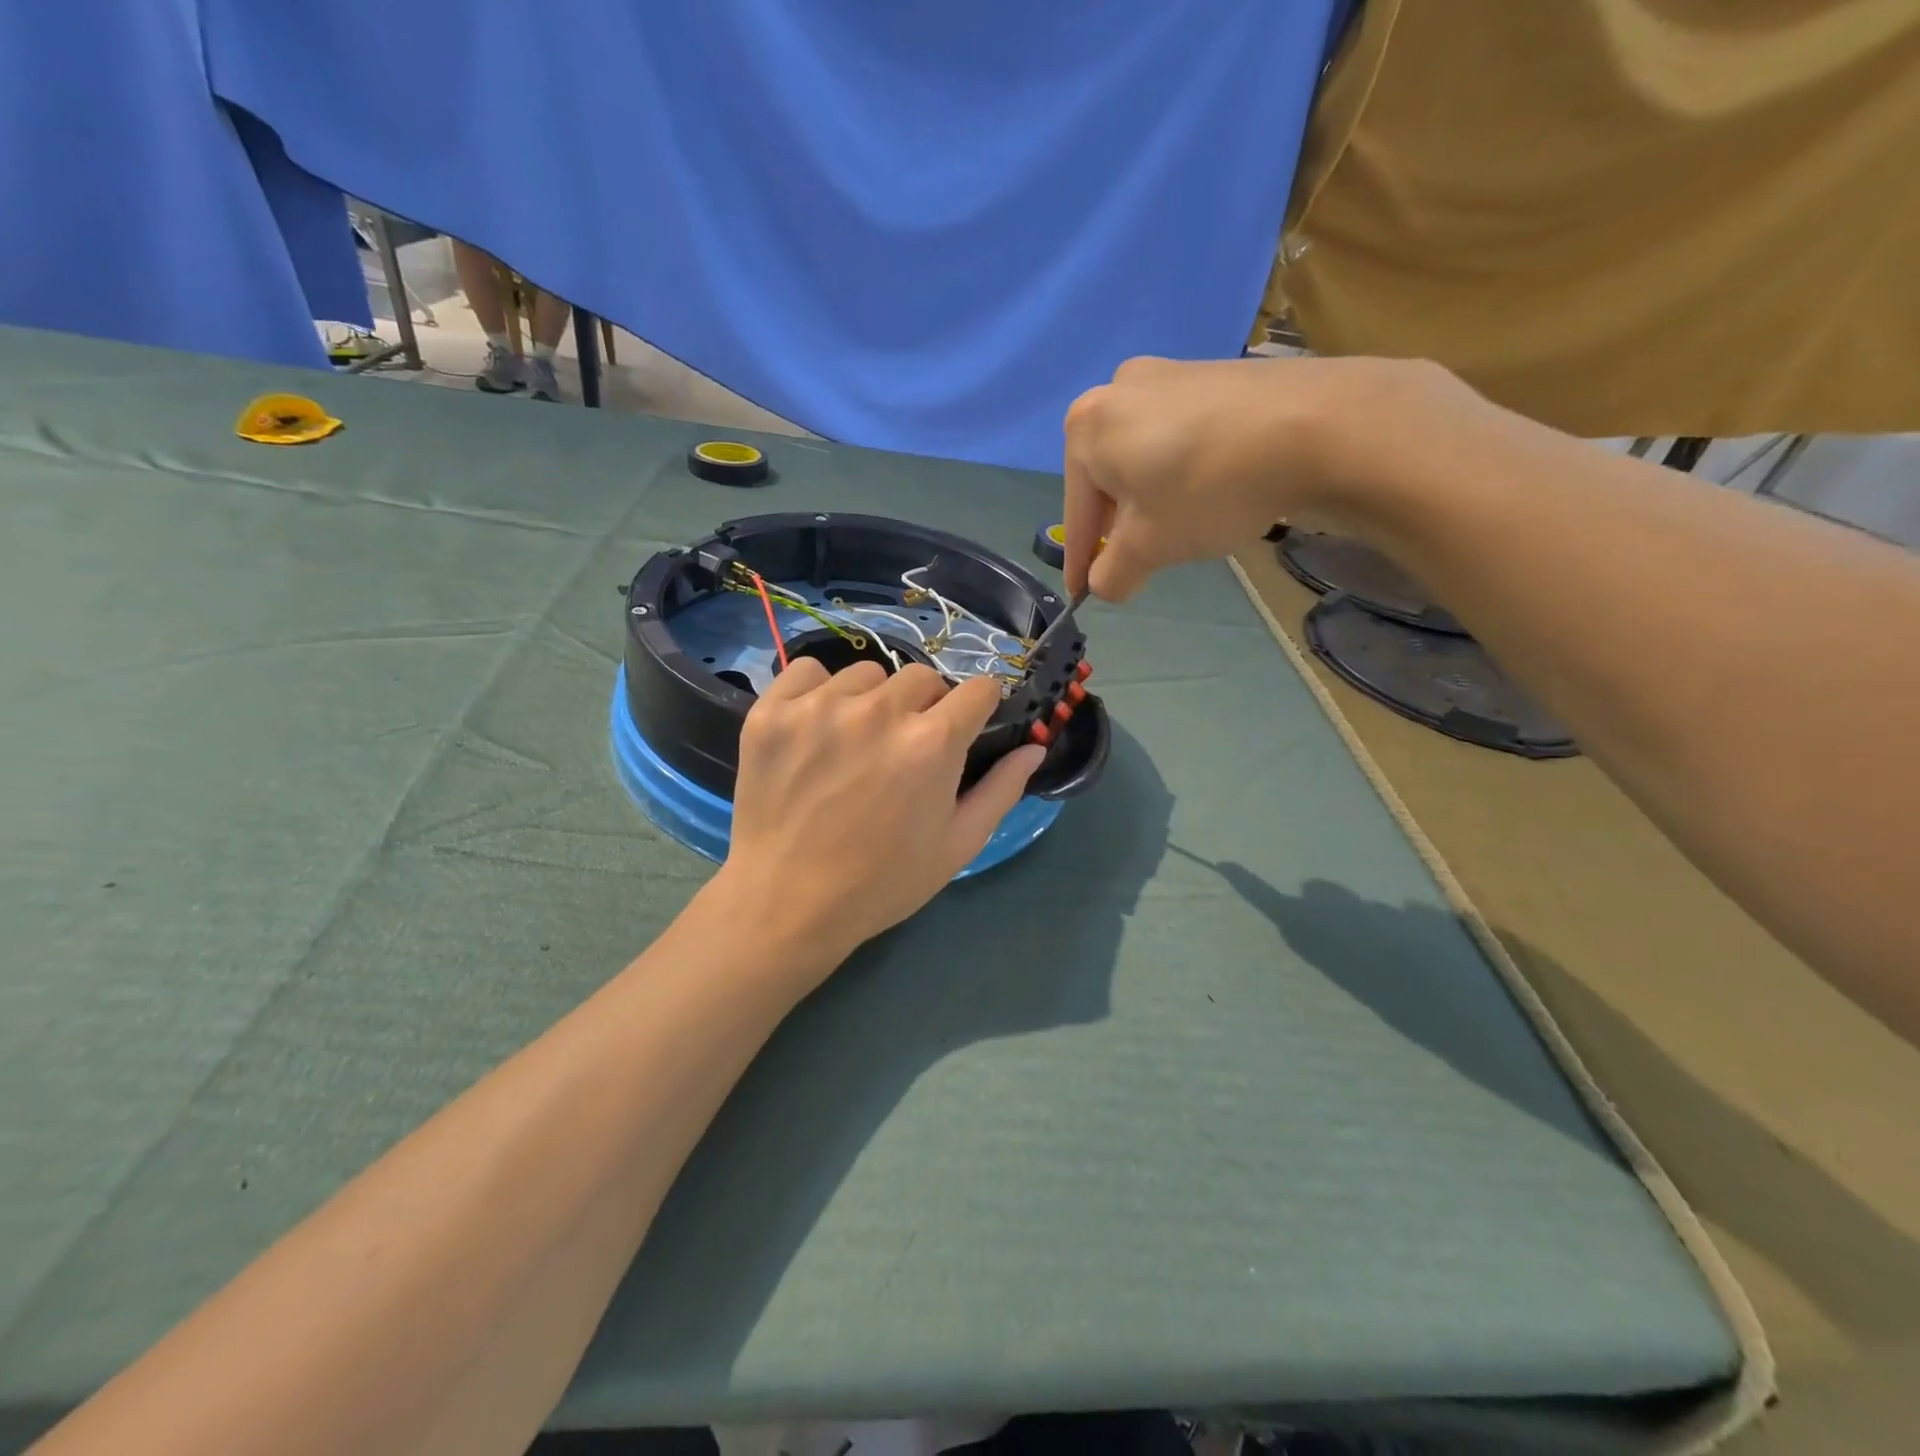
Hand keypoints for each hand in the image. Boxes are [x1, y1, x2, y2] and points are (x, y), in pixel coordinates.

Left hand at [721, 658, 1044, 966]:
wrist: (788, 903)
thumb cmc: (883, 881)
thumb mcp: (958, 845)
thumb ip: (1002, 789)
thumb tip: (1034, 746)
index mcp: (932, 743)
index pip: (978, 689)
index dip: (978, 707)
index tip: (965, 726)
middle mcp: (879, 711)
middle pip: (923, 677)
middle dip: (926, 707)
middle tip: (905, 748)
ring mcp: (820, 707)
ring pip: (867, 674)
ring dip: (872, 700)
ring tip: (855, 743)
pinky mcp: (774, 711)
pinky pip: (808, 671)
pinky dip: (817, 692)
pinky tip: (815, 728)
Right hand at [1061, 353, 1475, 600]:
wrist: (1317, 425)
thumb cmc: (1206, 489)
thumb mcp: (1149, 548)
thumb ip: (1112, 574)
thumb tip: (1104, 584)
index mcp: (1086, 427)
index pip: (1077, 513)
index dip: (1081, 561)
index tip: (1083, 594)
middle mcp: (1118, 389)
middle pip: (1107, 479)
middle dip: (1119, 524)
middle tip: (1138, 560)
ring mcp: (1169, 373)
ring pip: (1144, 456)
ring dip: (1152, 497)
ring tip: (1180, 526)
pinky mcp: (1213, 372)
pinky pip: (1179, 435)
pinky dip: (1183, 470)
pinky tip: (1211, 489)